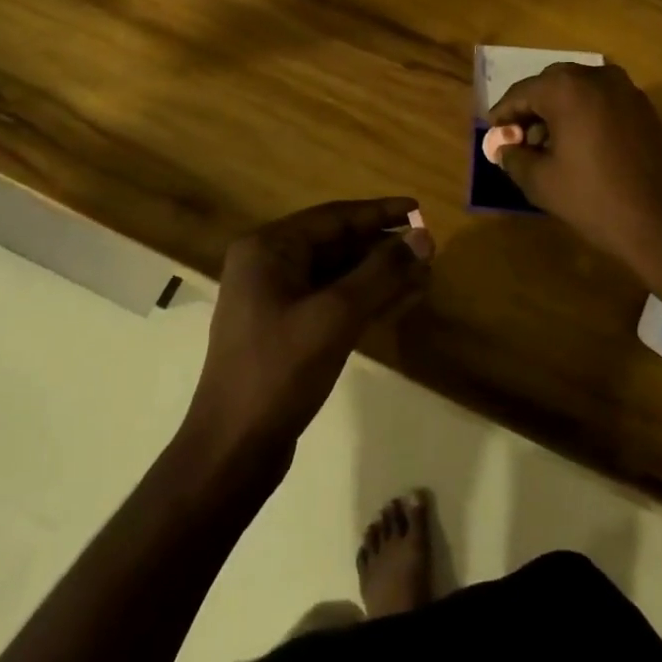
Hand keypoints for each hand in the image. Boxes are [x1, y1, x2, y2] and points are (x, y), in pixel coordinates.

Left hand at [184, 199, 433, 467]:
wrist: (233, 452)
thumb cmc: (279, 371)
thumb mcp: (336, 316)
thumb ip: (382, 272)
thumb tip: (424, 236)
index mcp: (269, 249)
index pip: (334, 217)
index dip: (380, 212)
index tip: (419, 209)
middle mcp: (269, 265)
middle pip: (337, 244)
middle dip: (384, 247)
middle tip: (429, 248)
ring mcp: (276, 300)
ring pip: (339, 275)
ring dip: (380, 275)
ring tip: (425, 274)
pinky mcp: (287, 330)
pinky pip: (333, 301)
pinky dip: (366, 299)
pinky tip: (402, 300)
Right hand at [488, 63, 661, 270]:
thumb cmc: (596, 199)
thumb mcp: (541, 182)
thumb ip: (514, 158)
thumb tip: (504, 147)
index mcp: (567, 87)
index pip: (521, 93)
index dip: (502, 115)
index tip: (493, 137)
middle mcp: (597, 76)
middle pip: (550, 86)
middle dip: (531, 110)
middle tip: (518, 141)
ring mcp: (626, 89)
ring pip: (579, 92)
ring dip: (558, 113)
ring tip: (547, 148)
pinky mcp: (645, 108)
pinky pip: (602, 102)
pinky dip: (584, 116)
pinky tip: (579, 148)